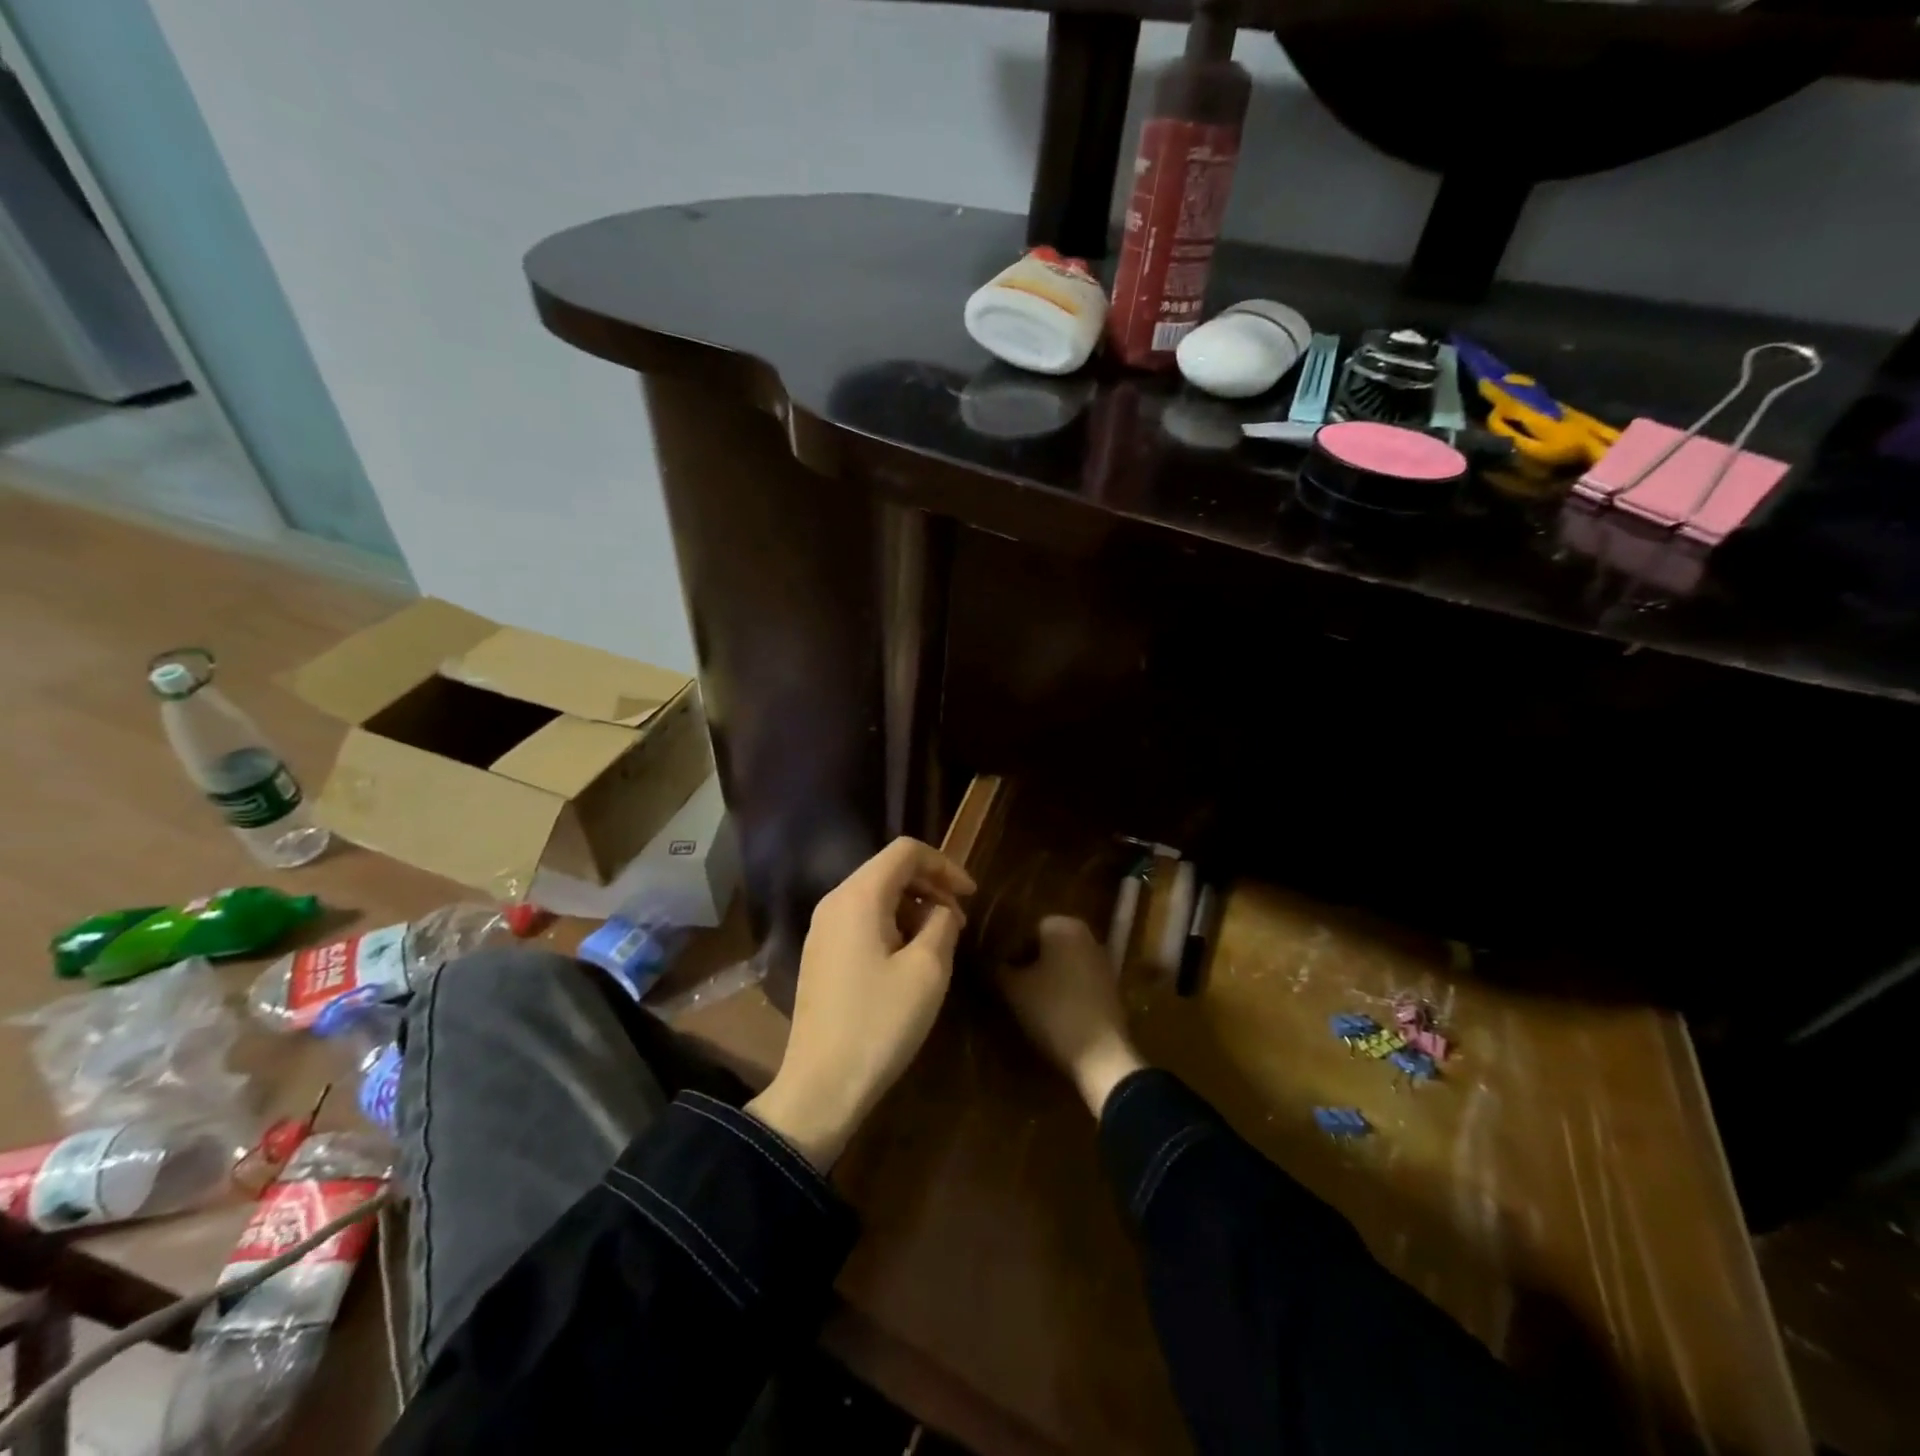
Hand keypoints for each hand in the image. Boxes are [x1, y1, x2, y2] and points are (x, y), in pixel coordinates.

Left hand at [747, 837, 975, 1169]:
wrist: (821, 1086)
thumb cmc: (880, 1022)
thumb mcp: (927, 969)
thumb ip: (941, 923)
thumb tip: (940, 910)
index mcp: (859, 896)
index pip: (906, 851)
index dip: (945, 865)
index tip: (971, 896)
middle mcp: (834, 902)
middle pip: (889, 870)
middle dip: (930, 887)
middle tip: (959, 923)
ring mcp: (822, 929)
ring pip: (876, 896)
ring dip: (913, 908)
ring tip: (939, 943)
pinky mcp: (820, 955)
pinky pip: (861, 921)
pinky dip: (892, 926)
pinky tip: (909, 961)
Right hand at [996, 916, 1145, 1117]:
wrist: (1101, 1054)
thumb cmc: (1053, 1010)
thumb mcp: (1013, 989)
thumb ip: (998, 968)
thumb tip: (988, 961)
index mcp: (1063, 925)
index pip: (1026, 930)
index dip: (1009, 953)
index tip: (1001, 976)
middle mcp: (1087, 935)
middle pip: (1046, 946)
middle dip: (1029, 964)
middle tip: (1012, 989)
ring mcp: (1103, 961)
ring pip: (1063, 964)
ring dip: (1047, 979)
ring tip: (1030, 1004)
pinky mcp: (1111, 987)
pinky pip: (1078, 982)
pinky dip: (1065, 992)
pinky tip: (1053, 1014)